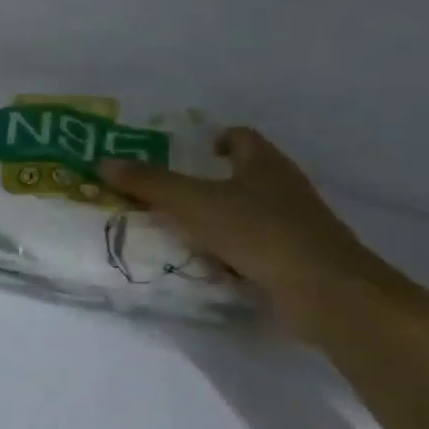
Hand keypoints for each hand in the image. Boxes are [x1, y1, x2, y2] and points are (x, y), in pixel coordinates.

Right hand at [100, 129, 386, 338]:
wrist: (325, 291)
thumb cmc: (258, 231)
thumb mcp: (191, 203)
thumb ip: (148, 182)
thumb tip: (103, 162)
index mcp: (264, 163)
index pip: (241, 137)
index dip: (215, 139)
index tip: (189, 152)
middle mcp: (285, 188)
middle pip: (246, 175)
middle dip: (211, 183)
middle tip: (170, 194)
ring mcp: (297, 226)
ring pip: (251, 213)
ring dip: (221, 220)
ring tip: (181, 232)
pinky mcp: (299, 261)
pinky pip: (258, 248)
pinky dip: (235, 253)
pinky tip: (209, 266)